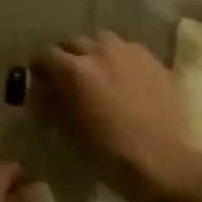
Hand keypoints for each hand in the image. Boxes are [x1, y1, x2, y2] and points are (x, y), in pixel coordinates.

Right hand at [32, 33, 198, 201]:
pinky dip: (122, 61)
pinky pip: (130, 52)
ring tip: (99, 73)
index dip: (40, 68)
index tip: (40, 79)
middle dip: (67, 57)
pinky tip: (127, 81)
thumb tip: (43, 90)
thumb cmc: (108, 152)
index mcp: (75, 70)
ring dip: (96, 53)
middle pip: (75, 43)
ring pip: (104, 41)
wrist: (161, 160)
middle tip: (69, 76)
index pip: (47, 56)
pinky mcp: (155, 61)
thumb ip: (52, 103)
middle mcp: (102, 51)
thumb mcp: (69, 130)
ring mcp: (132, 53)